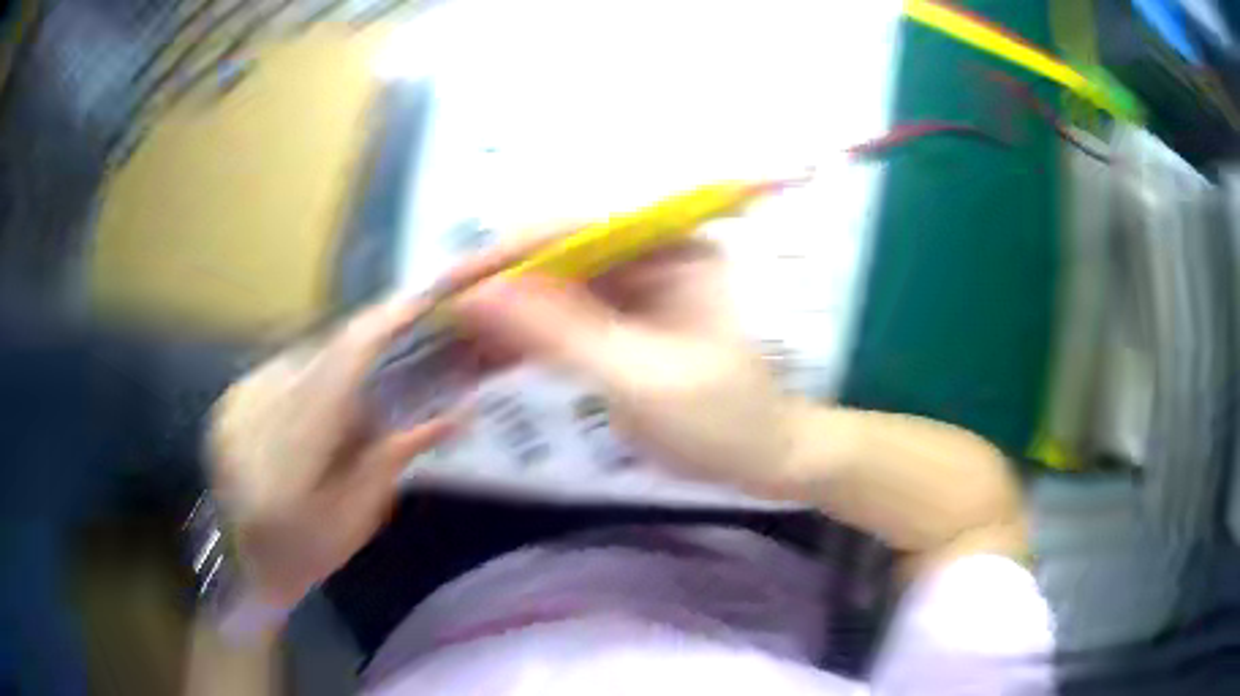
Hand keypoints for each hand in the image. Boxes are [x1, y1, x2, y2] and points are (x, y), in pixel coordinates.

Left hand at [207, 299, 456, 607]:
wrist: (245, 564)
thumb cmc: (308, 554)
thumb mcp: (360, 516)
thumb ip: (395, 456)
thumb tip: (454, 412)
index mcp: (286, 463)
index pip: (337, 370)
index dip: (379, 328)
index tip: (419, 301)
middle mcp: (252, 418)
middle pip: (321, 356)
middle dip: (366, 352)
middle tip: (399, 363)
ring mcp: (235, 405)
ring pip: (303, 359)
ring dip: (337, 371)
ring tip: (350, 412)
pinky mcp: (229, 399)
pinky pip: (283, 370)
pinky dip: (311, 382)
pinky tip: (316, 418)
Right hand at [452, 237, 798, 493]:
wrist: (764, 459)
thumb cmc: (724, 418)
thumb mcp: (644, 376)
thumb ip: (562, 331)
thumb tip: (480, 295)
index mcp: (670, 246)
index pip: (573, 230)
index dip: (507, 254)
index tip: (451, 284)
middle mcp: (647, 255)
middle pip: (554, 258)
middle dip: (495, 288)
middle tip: (438, 320)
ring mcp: (630, 291)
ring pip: (548, 291)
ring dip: (500, 317)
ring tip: (446, 342)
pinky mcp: (616, 327)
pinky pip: (558, 323)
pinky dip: (521, 340)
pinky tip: (480, 358)